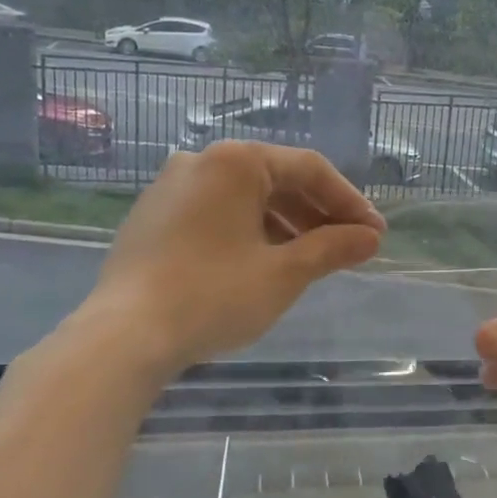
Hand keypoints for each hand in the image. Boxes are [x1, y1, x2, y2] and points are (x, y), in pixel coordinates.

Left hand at [89, 141, 384, 369]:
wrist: (122, 337)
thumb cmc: (213, 295)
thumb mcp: (284, 273)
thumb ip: (332, 248)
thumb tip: (370, 238)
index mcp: (236, 161)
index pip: (309, 170)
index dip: (348, 202)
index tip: (374, 234)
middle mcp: (201, 161)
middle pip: (277, 179)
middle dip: (318, 214)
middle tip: (350, 246)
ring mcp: (171, 188)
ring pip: (246, 197)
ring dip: (286, 224)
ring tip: (312, 259)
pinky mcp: (152, 217)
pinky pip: (216, 212)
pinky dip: (249, 230)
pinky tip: (264, 261)